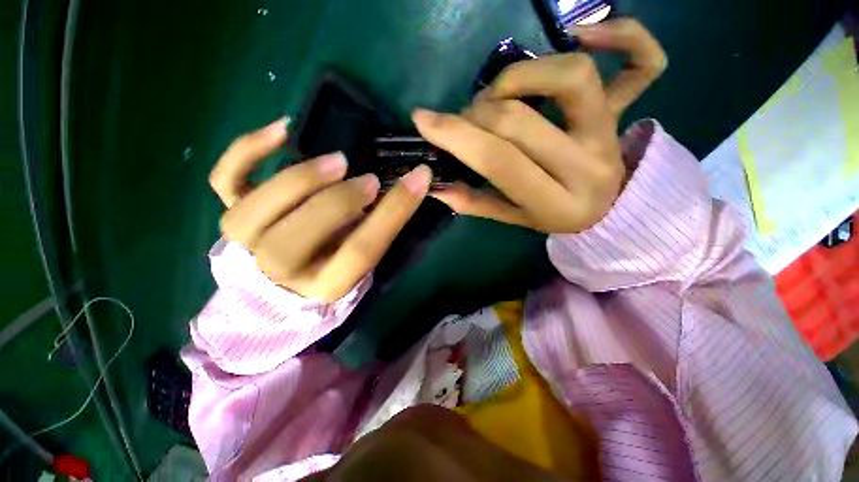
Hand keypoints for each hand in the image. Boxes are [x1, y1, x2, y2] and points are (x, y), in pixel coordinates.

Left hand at [209, 118, 431, 300]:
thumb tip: (400, 192)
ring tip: (337, 161)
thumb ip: (378, 231)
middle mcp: (281, 273)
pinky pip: (224, 181)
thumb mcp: (364, 261)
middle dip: (340, 200)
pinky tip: (281, 131)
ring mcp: (247, 245)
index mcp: (326, 286)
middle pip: (299, 237)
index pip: (362, 250)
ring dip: (299, 180)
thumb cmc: (335, 267)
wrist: (286, 283)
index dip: (394, 211)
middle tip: (369, 180)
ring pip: (254, 212)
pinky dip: (246, 151)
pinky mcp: (231, 217)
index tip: (419, 177)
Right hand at [413, 19, 666, 232]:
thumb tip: (434, 185)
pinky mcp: (626, 111)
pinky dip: (624, 35)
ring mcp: (610, 133)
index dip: (457, 136)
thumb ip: (474, 203)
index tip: (424, 119)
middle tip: (466, 119)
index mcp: (554, 203)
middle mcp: (586, 166)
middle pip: (521, 120)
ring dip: (519, 75)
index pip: (499, 161)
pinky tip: (583, 35)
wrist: (605, 210)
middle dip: (478, 113)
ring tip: (499, 92)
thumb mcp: (512, 218)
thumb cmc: (552, 215)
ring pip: (571, 78)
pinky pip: (643, 65)